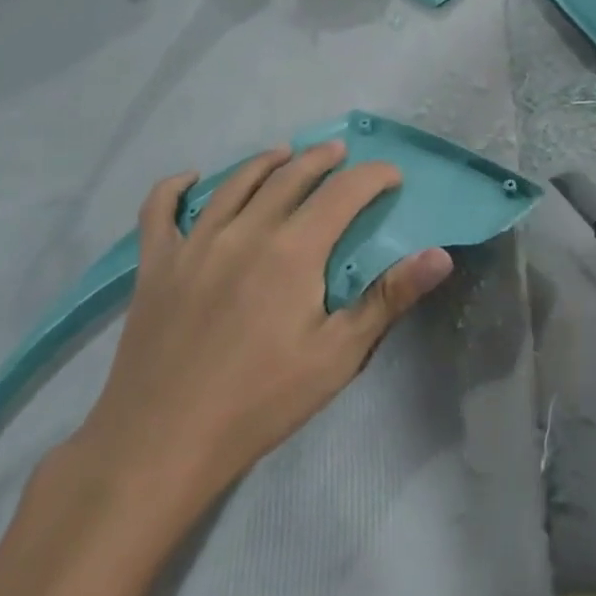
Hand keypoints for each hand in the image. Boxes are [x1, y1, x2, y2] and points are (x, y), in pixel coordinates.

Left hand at [71, 143, 453, 543]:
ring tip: (284, 153)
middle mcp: (245, 230)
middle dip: (322, 159)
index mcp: (293, 249)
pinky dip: (175, 186)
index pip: (344, 192)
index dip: (373, 176)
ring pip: (235, 182)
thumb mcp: (338, 355)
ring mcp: (194, 243)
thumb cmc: (261, 400)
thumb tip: (440, 255)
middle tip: (340, 153)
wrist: (162, 442)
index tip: (392, 176)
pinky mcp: (156, 264)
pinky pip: (160, 209)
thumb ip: (389, 297)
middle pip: (290, 176)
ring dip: (265, 162)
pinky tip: (191, 178)